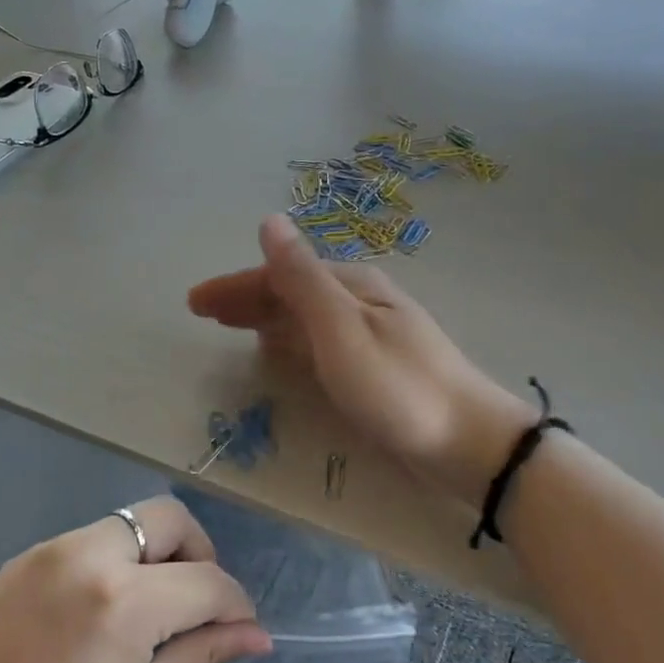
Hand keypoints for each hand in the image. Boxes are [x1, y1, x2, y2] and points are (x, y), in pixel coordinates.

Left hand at [0, 496, 269, 662]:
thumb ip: (198, 659)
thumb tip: (254, 635)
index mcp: (120, 599)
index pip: (206, 580)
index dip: (235, 605)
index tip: (244, 631)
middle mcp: (84, 554)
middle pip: (167, 519)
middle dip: (198, 555)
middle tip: (196, 610)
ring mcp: (44, 554)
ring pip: (125, 526)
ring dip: (153, 558)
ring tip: (148, 620)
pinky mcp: (15, 565)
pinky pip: (84, 545)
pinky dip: (111, 565)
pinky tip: (97, 621)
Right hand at [189, 215, 534, 500]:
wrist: (468, 441)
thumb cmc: (398, 387)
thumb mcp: (341, 329)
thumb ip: (302, 278)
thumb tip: (270, 220)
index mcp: (350, 286)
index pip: (280, 274)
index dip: (236, 285)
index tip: (195, 302)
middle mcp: (361, 300)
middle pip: (292, 290)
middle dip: (247, 298)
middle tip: (205, 313)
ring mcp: (372, 331)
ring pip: (306, 315)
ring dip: (266, 316)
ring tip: (233, 326)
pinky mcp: (378, 363)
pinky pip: (320, 339)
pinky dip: (292, 339)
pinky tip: (283, 350)